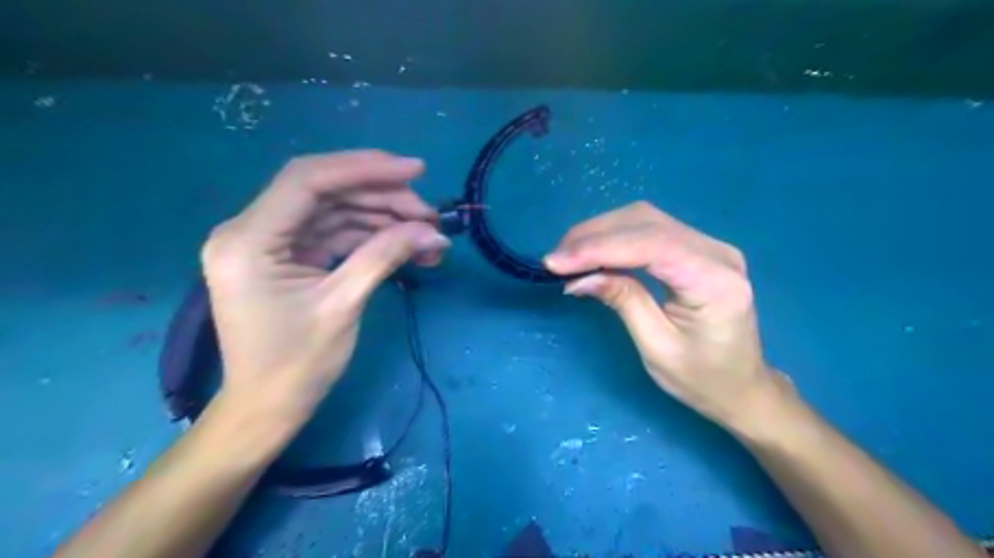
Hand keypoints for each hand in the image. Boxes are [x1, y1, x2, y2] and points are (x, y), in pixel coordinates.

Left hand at [198, 148, 447, 426]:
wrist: (268, 408)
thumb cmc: (296, 365)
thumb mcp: (343, 305)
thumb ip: (385, 256)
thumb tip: (431, 233)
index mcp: (248, 239)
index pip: (308, 181)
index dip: (365, 169)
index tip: (415, 171)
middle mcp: (251, 230)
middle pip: (326, 192)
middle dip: (382, 198)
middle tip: (430, 216)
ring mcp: (270, 242)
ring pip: (335, 211)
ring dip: (383, 219)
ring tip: (427, 235)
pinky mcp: (289, 256)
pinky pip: (334, 234)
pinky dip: (371, 237)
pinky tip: (406, 246)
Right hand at [543, 203, 793, 428]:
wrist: (743, 386)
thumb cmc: (703, 379)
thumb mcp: (657, 347)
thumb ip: (623, 301)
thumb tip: (578, 277)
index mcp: (715, 281)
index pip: (651, 244)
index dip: (598, 248)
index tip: (555, 262)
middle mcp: (717, 251)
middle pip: (645, 222)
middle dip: (593, 236)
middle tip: (555, 258)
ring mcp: (709, 246)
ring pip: (644, 219)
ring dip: (600, 232)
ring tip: (567, 255)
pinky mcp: (698, 249)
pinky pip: (650, 230)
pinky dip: (615, 237)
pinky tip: (593, 251)